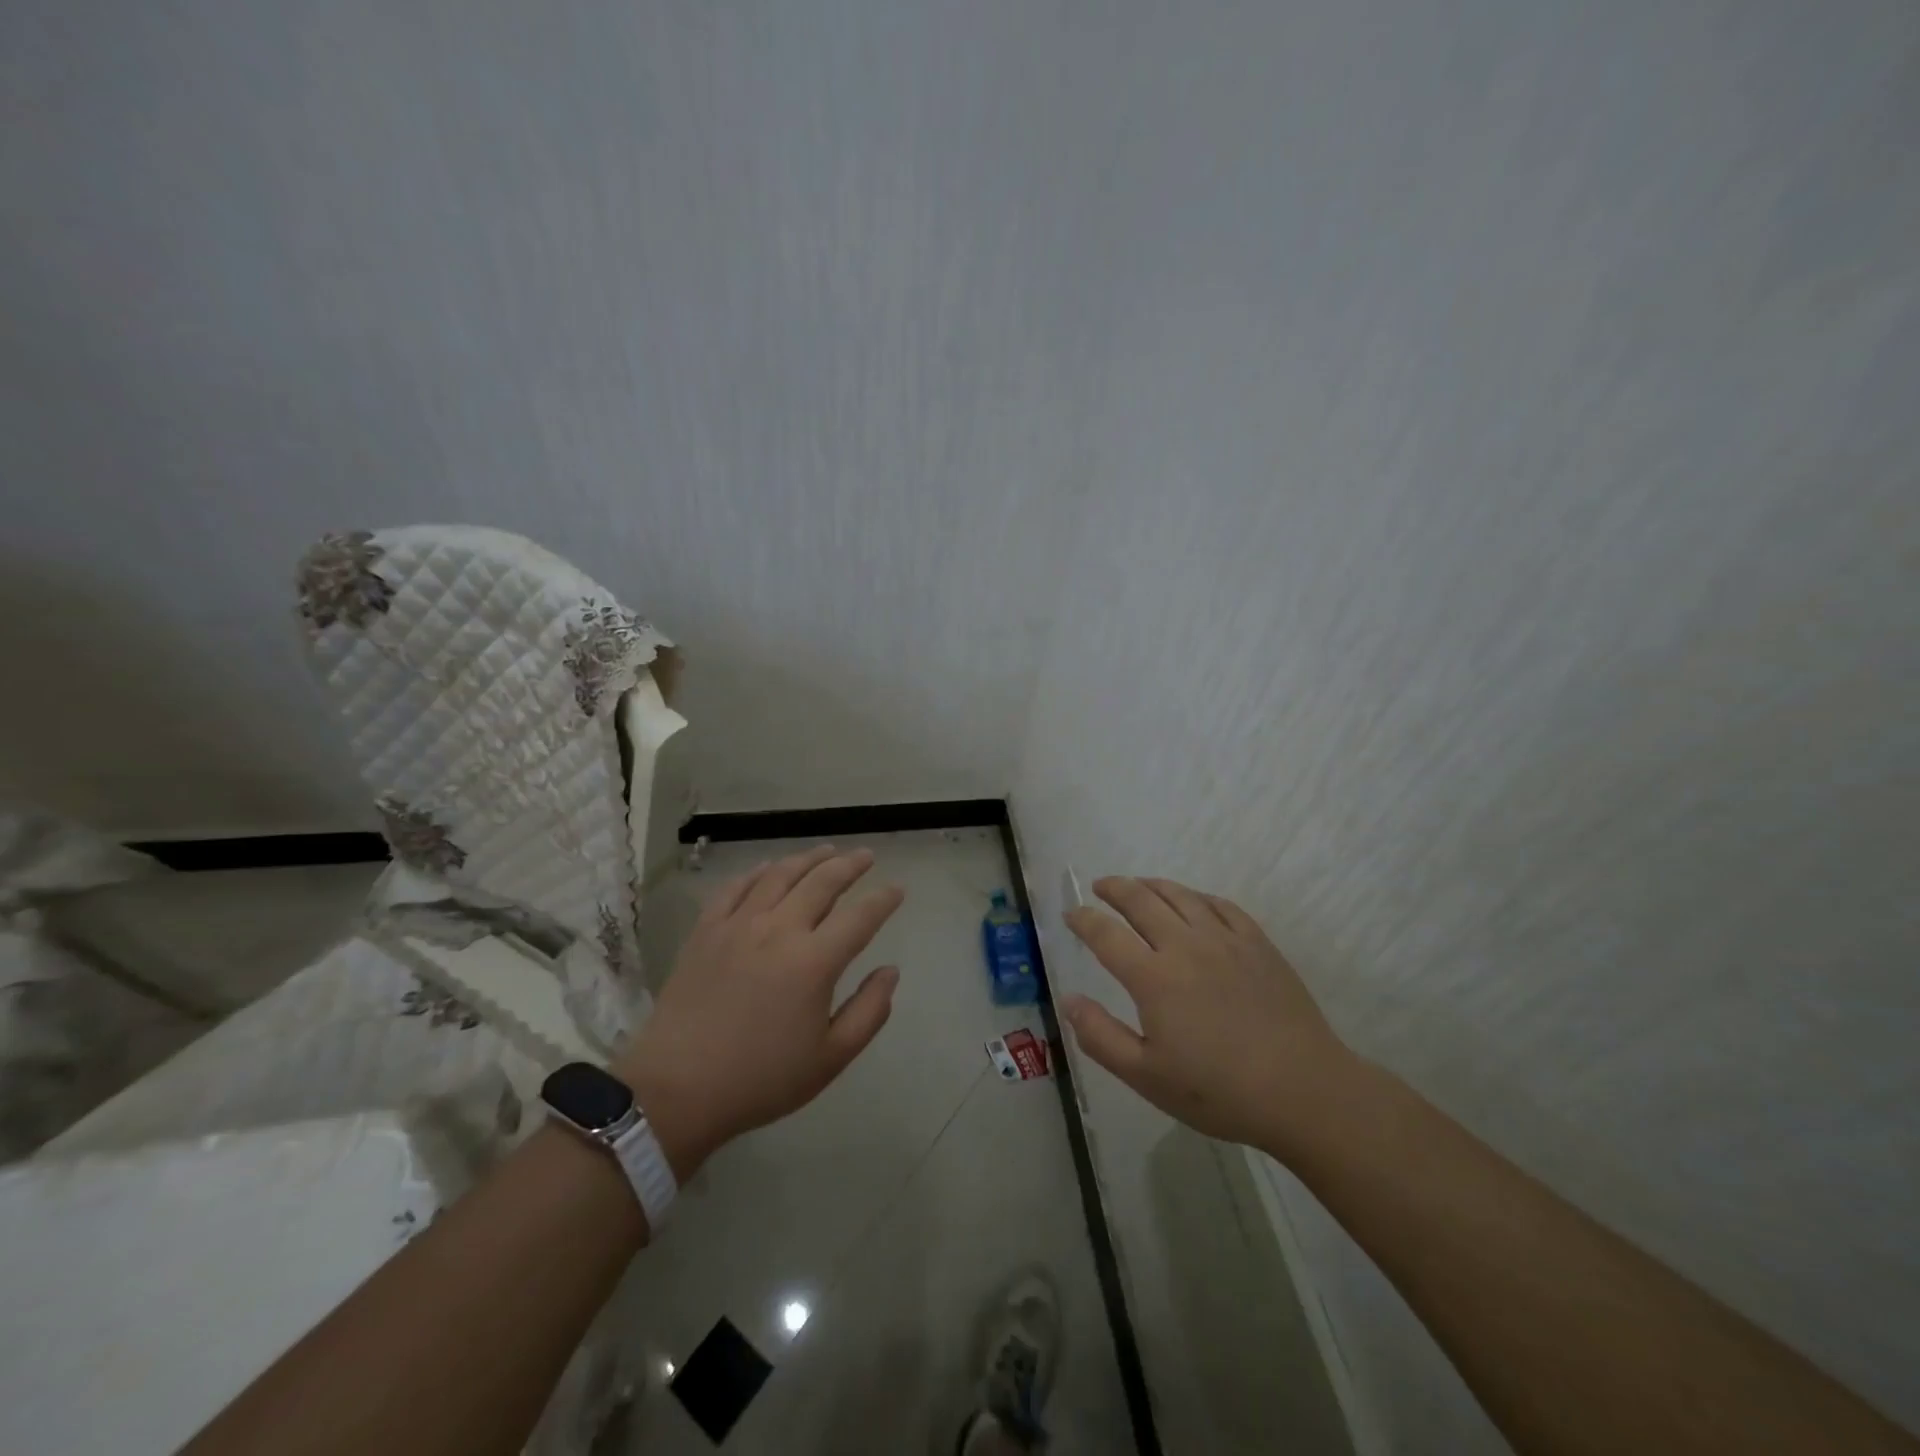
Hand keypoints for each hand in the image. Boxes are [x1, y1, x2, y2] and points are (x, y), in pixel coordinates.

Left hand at [614, 845, 903, 1177]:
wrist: (676, 1090)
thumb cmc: (760, 1080)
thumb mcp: (830, 1059)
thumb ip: (869, 1012)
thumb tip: (891, 971)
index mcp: (814, 962)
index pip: (861, 917)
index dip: (883, 900)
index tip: (898, 889)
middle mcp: (779, 930)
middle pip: (822, 882)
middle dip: (850, 865)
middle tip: (866, 855)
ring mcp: (738, 925)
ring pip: (780, 875)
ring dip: (808, 858)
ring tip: (826, 851)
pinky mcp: (705, 930)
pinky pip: (735, 887)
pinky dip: (758, 871)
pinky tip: (768, 868)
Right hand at [1063, 876, 1357, 1154]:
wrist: (1303, 1091)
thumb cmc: (1219, 1091)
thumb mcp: (1147, 1077)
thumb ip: (1101, 1036)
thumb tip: (1069, 1000)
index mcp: (1153, 977)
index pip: (1106, 934)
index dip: (1083, 919)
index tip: (1071, 914)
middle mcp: (1185, 945)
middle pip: (1140, 900)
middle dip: (1114, 888)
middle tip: (1099, 886)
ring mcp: (1225, 939)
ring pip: (1180, 895)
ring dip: (1151, 884)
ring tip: (1138, 884)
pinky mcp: (1257, 943)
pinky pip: (1220, 904)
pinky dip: (1197, 896)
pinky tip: (1192, 901)